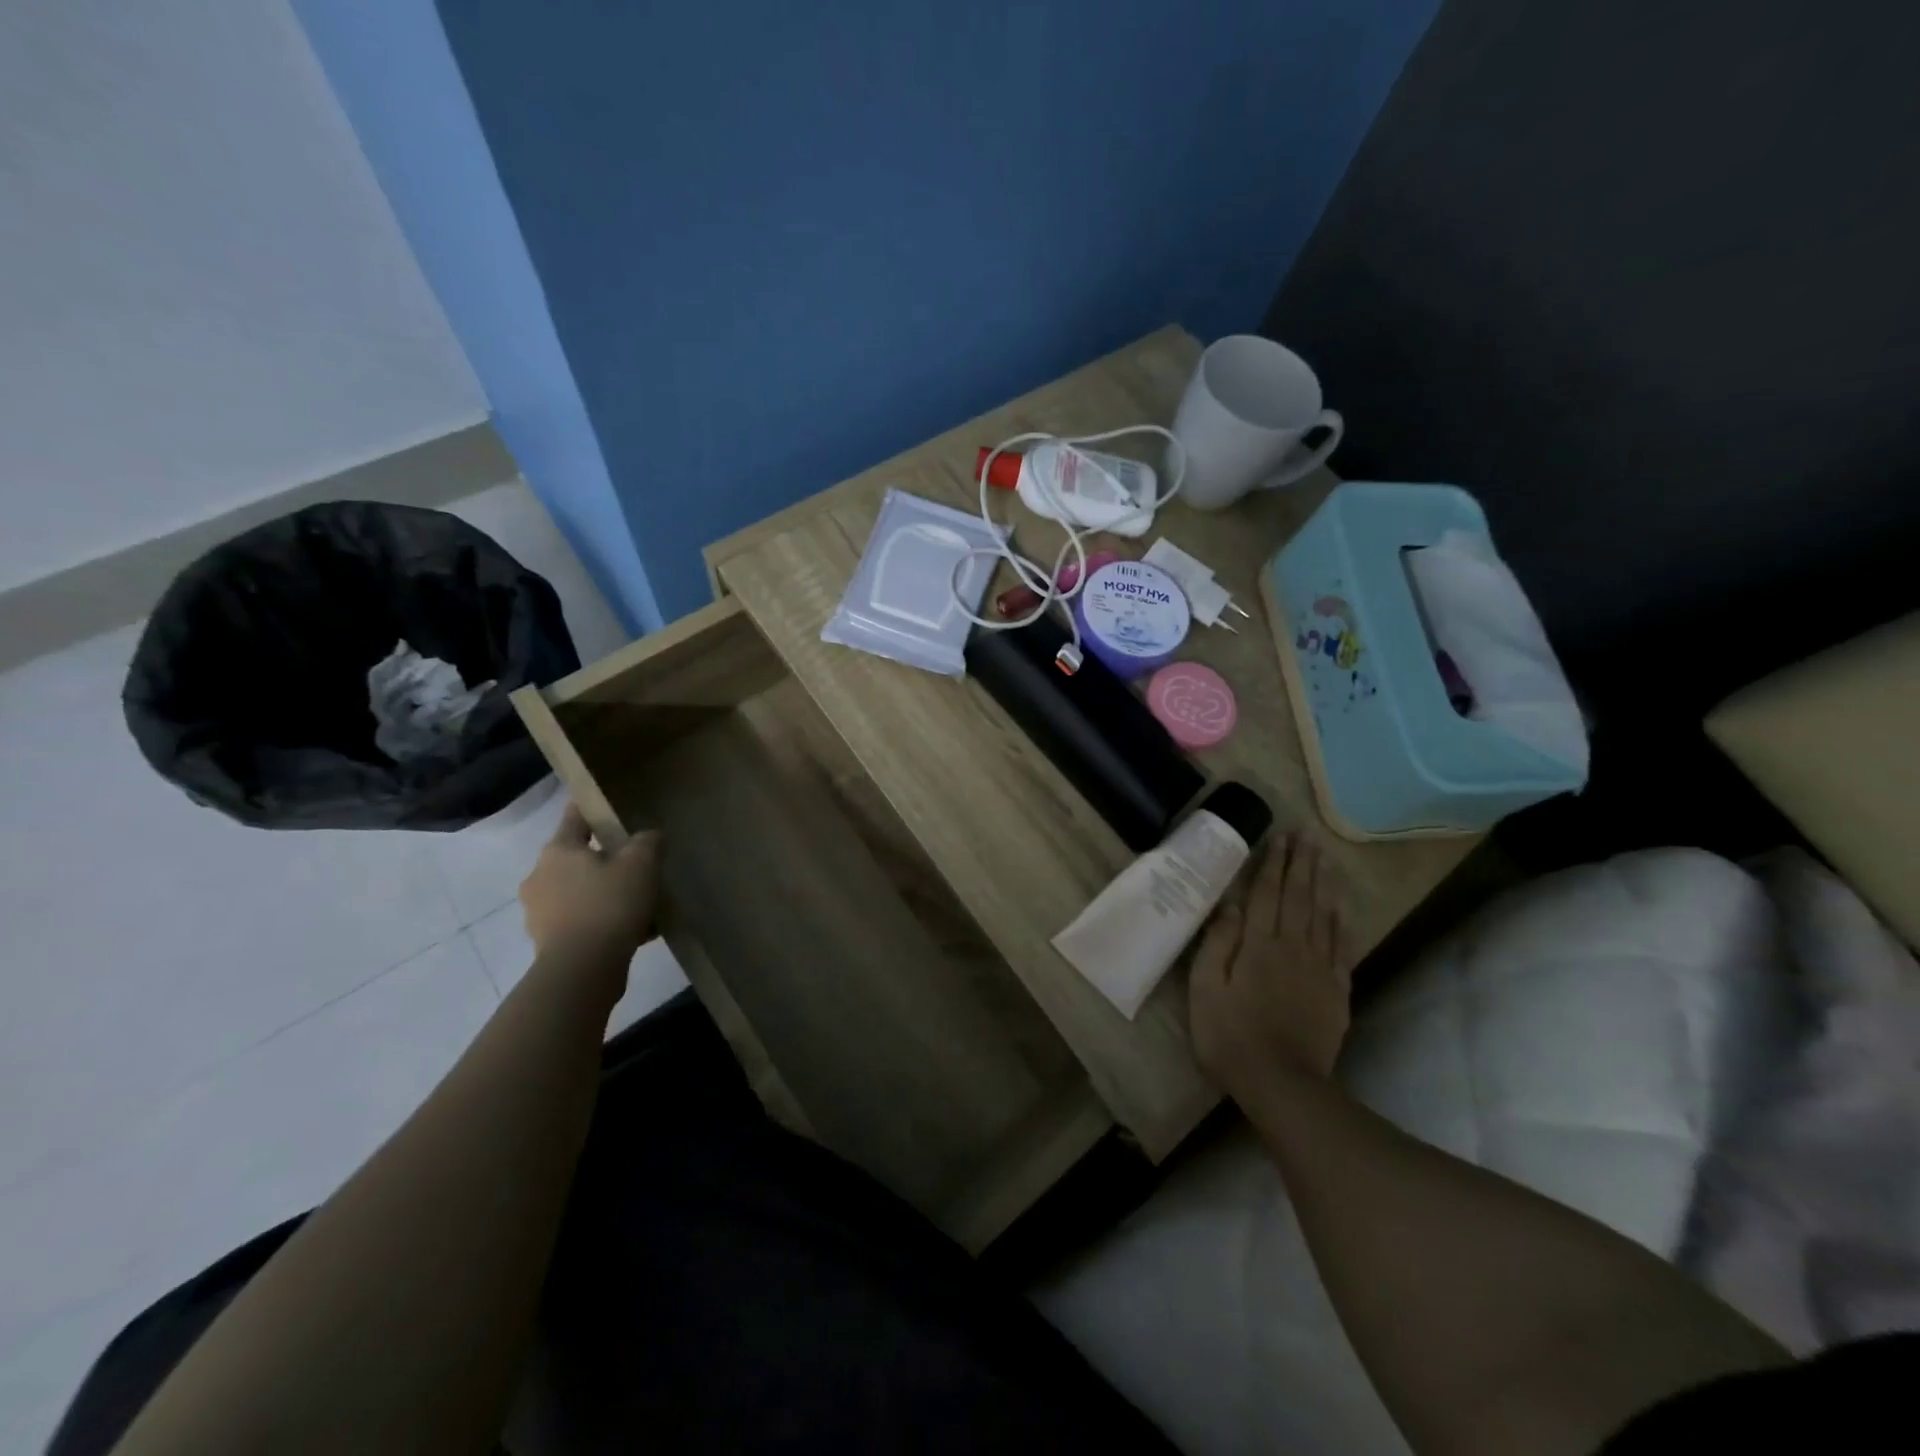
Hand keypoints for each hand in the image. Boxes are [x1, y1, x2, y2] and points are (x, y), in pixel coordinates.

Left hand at [519, 804, 660, 969]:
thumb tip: (649, 837)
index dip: (592, 809)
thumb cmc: (609, 904)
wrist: (582, 969)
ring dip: (604, 894)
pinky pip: (580, 920)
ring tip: (639, 905)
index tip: (607, 805)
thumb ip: (648, 842)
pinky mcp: (547, 941)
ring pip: (579, 892)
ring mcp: (539, 911)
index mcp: (558, 850)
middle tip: (637, 867)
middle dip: (605, 861)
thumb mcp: (642, 864)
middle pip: (578, 858)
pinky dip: (602, 921)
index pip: (575, 817)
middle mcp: (539, 876)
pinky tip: (633, 931)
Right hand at [1189, 834, 1355, 1103]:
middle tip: (1307, 835)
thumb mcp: (1205, 988)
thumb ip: (1218, 942)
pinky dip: (1342, 924)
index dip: (1273, 863)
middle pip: (1299, 897)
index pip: (1268, 893)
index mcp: (1259, 944)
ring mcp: (1319, 969)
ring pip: (1323, 916)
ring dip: (1324, 884)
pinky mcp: (1336, 992)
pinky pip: (1341, 948)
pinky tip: (1342, 908)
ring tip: (1326, 857)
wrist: (1282, 1084)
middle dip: (1302, 863)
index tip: (1280, 837)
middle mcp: (1293, 947)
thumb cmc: (1230, 1034)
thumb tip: (1230, 905)